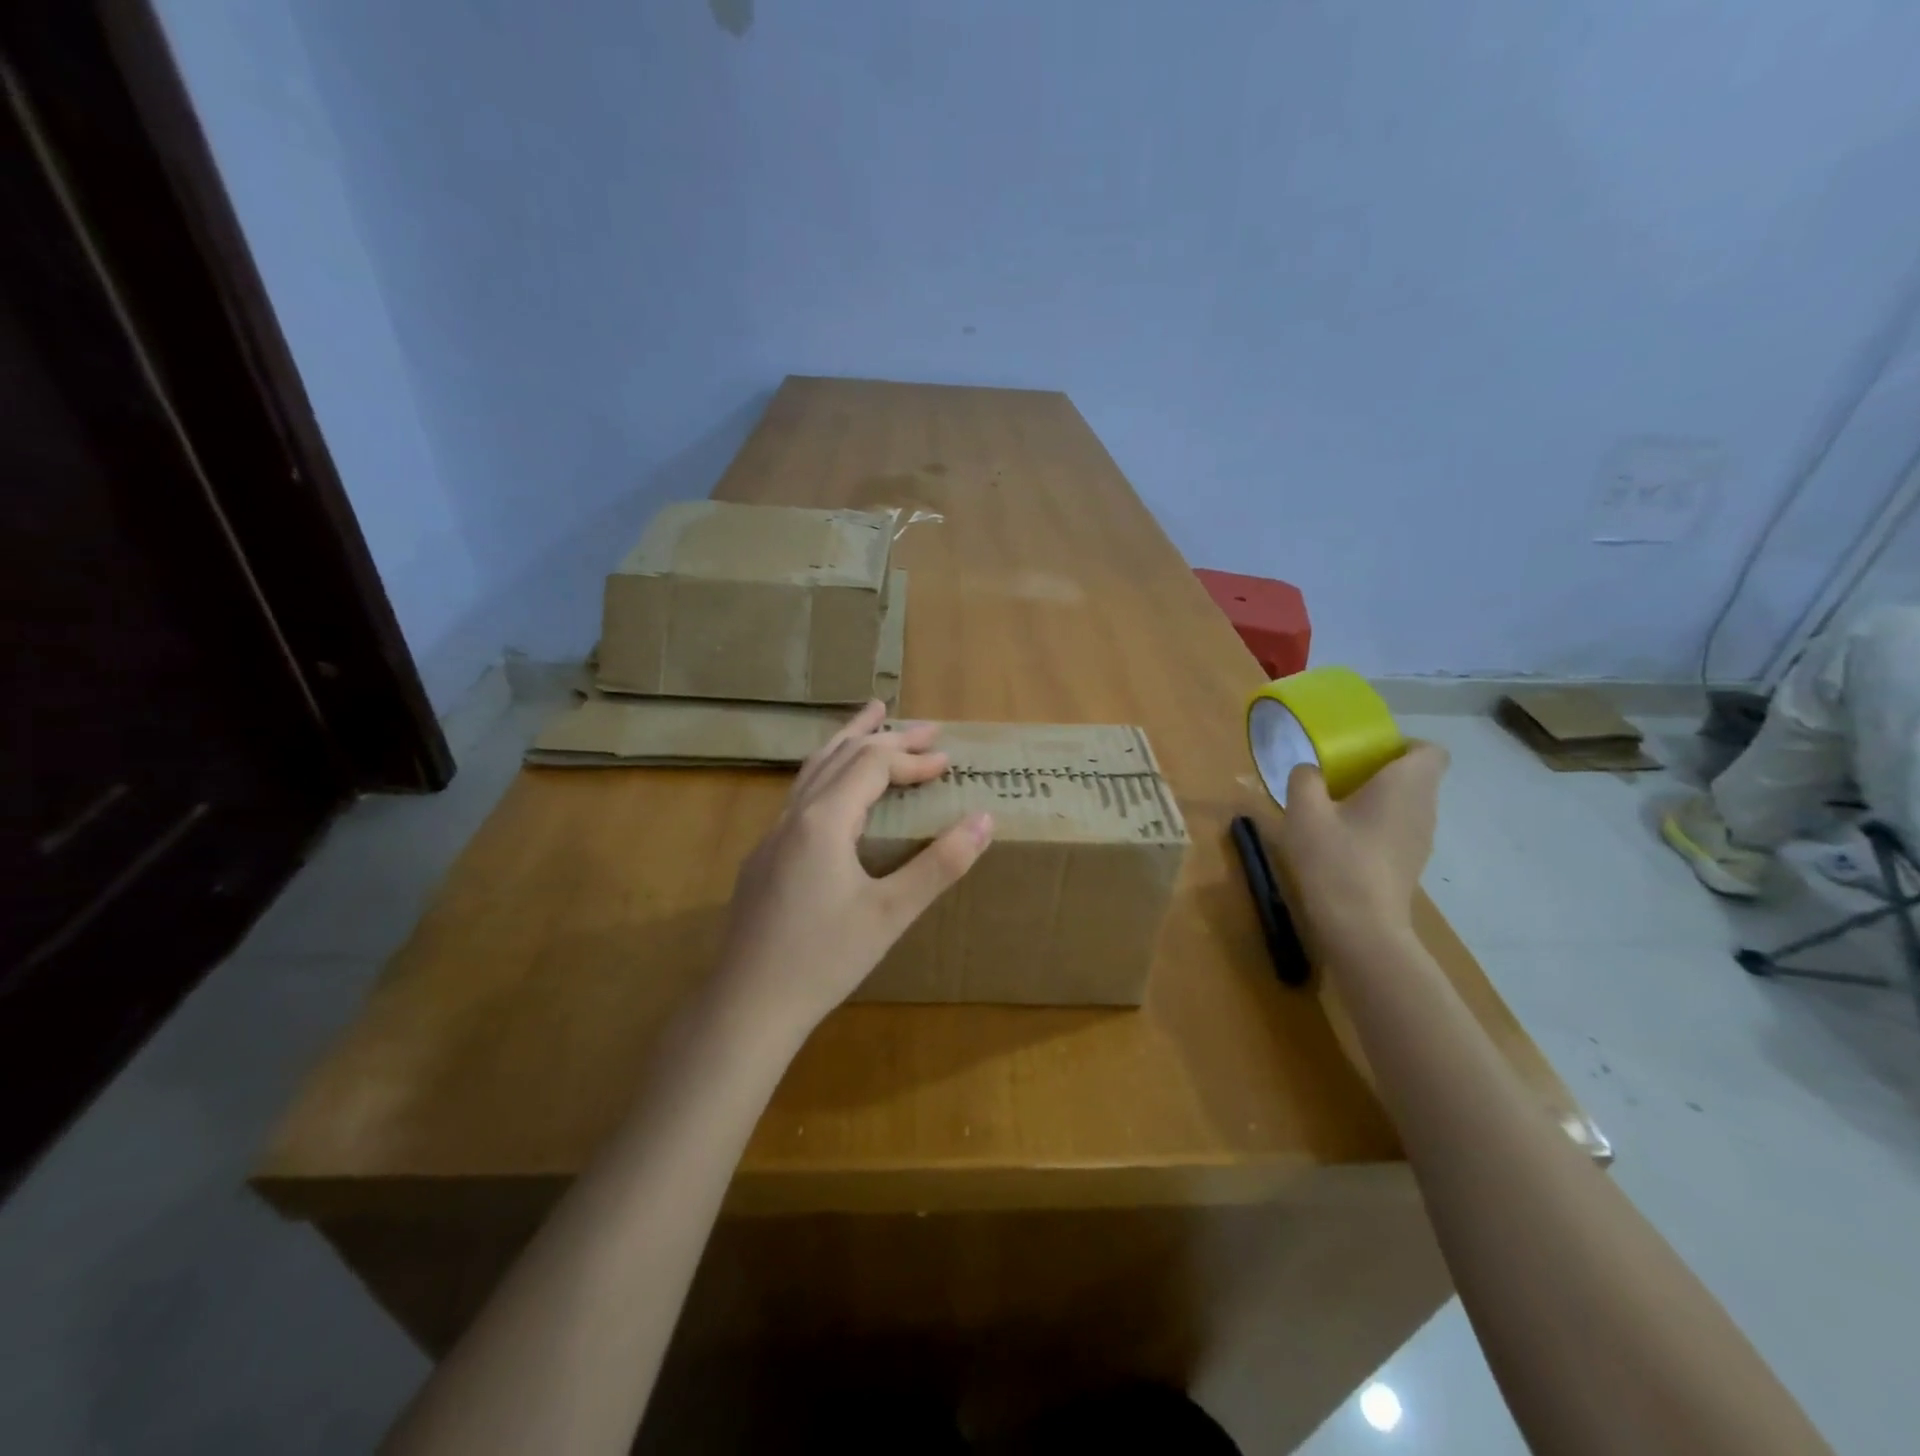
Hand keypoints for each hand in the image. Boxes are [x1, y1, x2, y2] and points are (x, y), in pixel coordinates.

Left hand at [713, 701, 992, 1036]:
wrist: (748, 1005)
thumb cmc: (824, 960)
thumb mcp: (892, 913)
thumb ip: (940, 864)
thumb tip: (985, 819)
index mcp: (824, 820)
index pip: (873, 764)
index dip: (913, 758)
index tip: (948, 763)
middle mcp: (794, 816)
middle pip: (842, 755)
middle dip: (886, 736)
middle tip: (925, 728)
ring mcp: (772, 836)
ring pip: (813, 769)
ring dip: (847, 741)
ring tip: (870, 718)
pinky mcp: (764, 858)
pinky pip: (800, 794)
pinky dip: (828, 772)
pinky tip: (835, 789)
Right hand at [1269, 741, 1448, 957]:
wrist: (1360, 926)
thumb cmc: (1335, 859)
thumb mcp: (1304, 811)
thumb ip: (1305, 779)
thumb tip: (1310, 771)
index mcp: (1406, 784)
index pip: (1429, 750)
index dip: (1401, 745)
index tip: (1365, 752)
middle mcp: (1424, 807)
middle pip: (1415, 776)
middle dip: (1379, 771)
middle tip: (1337, 777)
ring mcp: (1422, 839)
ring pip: (1405, 804)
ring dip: (1376, 800)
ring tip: (1334, 810)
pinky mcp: (1410, 864)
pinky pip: (1398, 829)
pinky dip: (1376, 826)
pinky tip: (1342, 842)